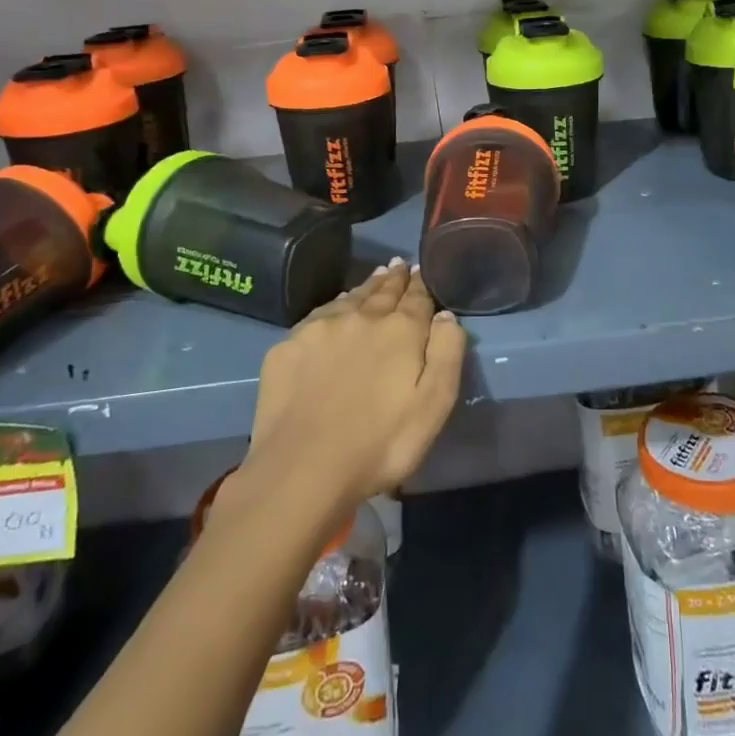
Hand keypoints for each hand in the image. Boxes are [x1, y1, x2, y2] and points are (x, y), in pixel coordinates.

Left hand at [240, 260, 465, 516]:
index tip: (421, 270)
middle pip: (383, 291)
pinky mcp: (287, 346)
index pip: (417, 298)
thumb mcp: (434, 405)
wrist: (301, 470)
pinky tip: (336, 309)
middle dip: (394, 278)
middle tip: (399, 266)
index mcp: (400, 330)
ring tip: (376, 276)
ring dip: (367, 286)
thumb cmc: (380, 444)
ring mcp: (320, 329)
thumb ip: (446, 352)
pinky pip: (319, 315)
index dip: (421, 284)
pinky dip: (334, 306)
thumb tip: (445, 314)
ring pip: (350, 297)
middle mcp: (361, 317)